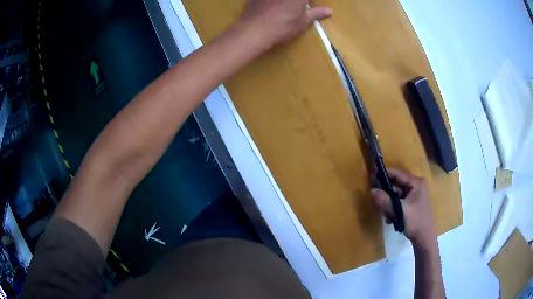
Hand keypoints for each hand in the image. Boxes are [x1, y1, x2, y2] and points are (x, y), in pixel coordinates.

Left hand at [239, 0, 331, 48]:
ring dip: (287, 2)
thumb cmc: (283, 27)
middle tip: (299, 7)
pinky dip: (272, 2)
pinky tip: (272, 6)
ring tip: (286, 8)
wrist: (254, 29)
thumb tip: (329, 11)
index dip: (308, 1)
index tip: (308, 5)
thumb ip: (316, 13)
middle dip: (299, 2)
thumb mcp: (303, 21)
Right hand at [371, 168, 435, 245]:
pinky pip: (399, 201)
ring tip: (386, 215)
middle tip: (378, 202)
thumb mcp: (400, 211)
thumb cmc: (415, 222)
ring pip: (396, 194)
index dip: (385, 174)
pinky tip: (390, 219)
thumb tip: (372, 190)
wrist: (424, 238)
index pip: (398, 174)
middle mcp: (416, 186)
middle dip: (387, 195)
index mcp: (417, 183)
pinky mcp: (412, 203)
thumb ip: (386, 200)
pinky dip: (393, 208)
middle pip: (396, 185)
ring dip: (389, 204)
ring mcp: (415, 195)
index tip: (373, 175)